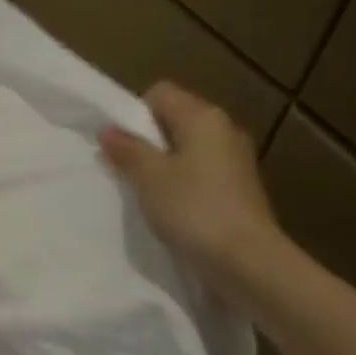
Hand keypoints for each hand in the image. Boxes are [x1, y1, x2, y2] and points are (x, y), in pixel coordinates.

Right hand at [99, 82, 284, 283]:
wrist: (246, 260)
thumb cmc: (194, 210)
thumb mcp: (150, 178)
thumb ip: (128, 150)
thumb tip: (108, 130)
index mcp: (204, 117)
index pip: (160, 93)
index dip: (135, 114)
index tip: (123, 147)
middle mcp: (224, 130)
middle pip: (175, 120)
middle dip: (148, 142)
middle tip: (128, 173)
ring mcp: (236, 160)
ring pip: (188, 149)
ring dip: (164, 167)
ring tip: (148, 195)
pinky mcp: (240, 188)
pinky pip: (202, 174)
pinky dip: (183, 185)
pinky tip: (173, 211)